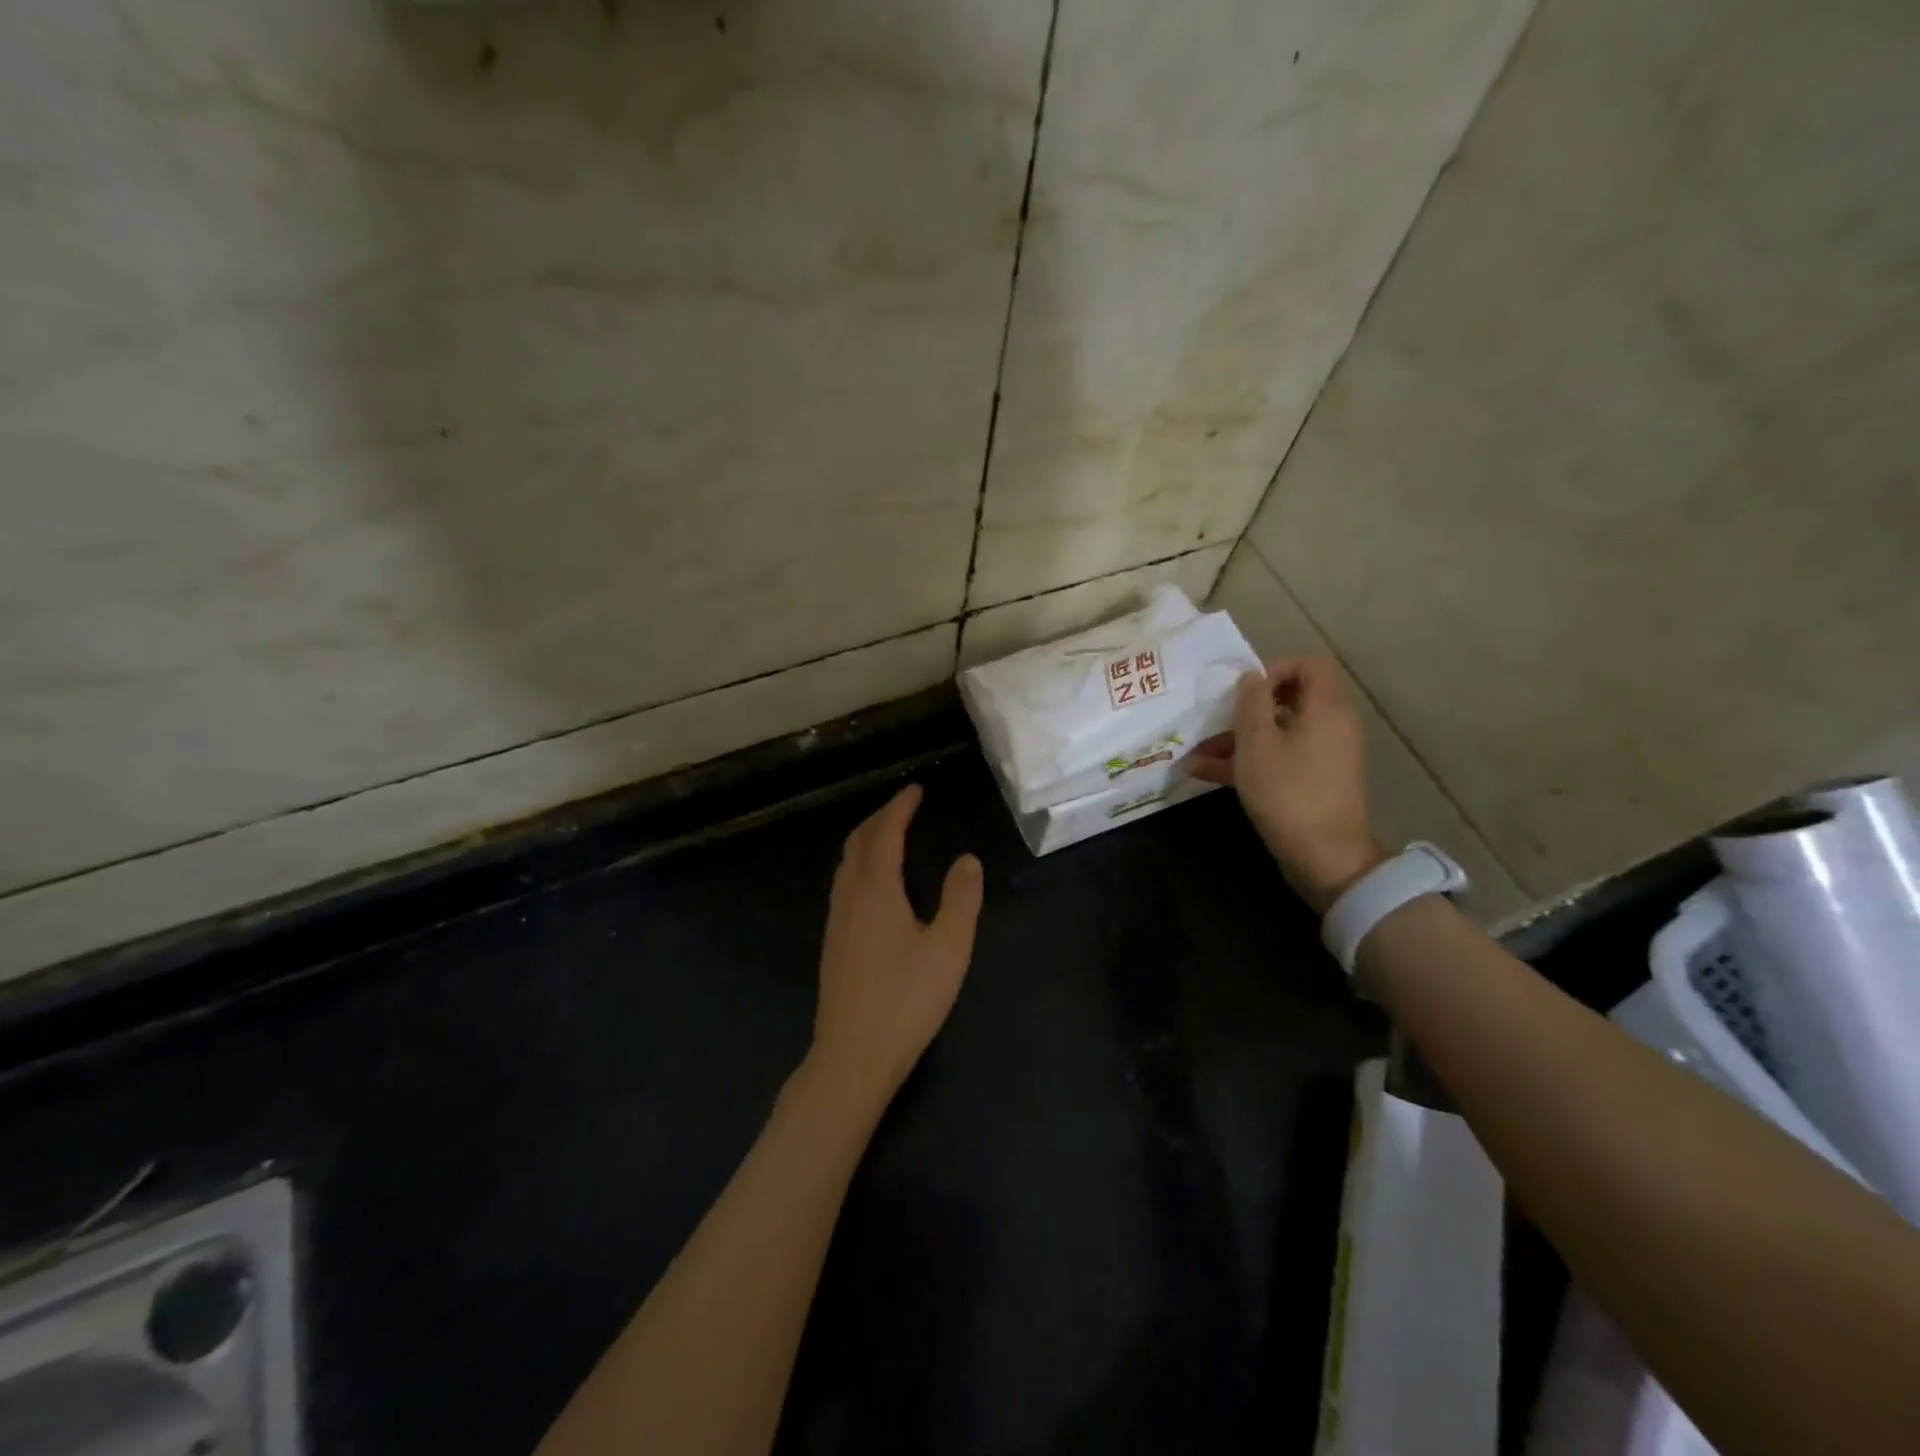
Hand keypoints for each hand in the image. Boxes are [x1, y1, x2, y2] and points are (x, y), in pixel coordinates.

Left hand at [809, 784, 983, 1104]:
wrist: (852, 1056)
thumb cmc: (906, 1000)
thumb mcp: (948, 948)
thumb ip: (961, 899)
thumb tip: (967, 859)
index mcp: (876, 891)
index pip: (885, 834)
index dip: (900, 808)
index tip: (915, 789)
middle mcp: (849, 897)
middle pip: (859, 842)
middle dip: (881, 817)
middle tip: (905, 806)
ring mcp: (836, 920)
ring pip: (846, 863)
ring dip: (867, 839)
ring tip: (890, 833)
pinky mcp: (833, 942)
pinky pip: (844, 882)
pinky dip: (860, 863)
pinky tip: (874, 882)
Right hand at [1188, 656, 1385, 912]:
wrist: (1324, 855)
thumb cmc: (1288, 791)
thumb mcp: (1257, 743)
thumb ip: (1251, 702)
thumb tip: (1252, 677)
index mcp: (1326, 708)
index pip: (1309, 665)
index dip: (1274, 669)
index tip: (1244, 692)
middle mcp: (1331, 726)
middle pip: (1289, 699)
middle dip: (1245, 709)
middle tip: (1214, 720)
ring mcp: (1322, 756)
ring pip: (1277, 733)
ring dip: (1237, 739)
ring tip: (1195, 754)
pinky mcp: (1312, 781)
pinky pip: (1279, 758)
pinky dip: (1248, 761)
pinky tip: (1204, 773)